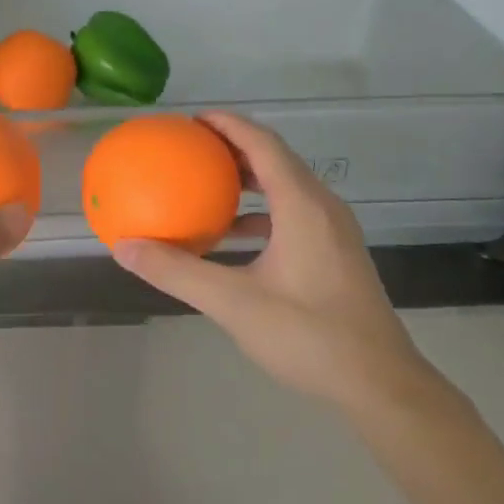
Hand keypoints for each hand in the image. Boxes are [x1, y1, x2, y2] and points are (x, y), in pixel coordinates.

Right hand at [111, 112, 432, 414]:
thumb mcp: (234, 303)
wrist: (379, 383)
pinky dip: (260, 213)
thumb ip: (177, 272)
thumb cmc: (309, 335)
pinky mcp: (336, 253)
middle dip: (233, 148)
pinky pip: (293, 214)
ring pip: (286, 187)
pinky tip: (232, 237)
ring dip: (247, 180)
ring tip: (206, 186)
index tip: (191, 120)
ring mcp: (333, 231)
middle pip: (276, 159)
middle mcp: (322, 207)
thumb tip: (124, 247)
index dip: (228, 124)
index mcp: (303, 206)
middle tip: (191, 149)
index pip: (263, 144)